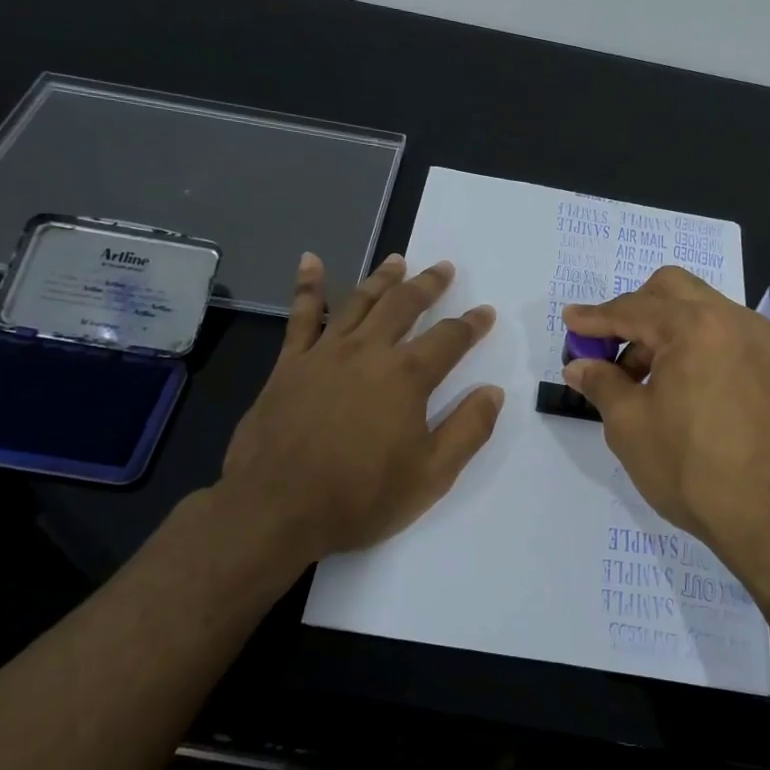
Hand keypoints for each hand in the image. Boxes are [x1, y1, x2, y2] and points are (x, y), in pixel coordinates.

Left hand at [212, 251, 502, 568]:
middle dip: (428, 284)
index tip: (485, 312)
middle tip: (443, 267)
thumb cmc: (360, 496)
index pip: (449, 338)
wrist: (276, 509)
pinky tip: (311, 261)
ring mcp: (325, 353)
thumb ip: (468, 430)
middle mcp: (369, 351)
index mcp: (407, 377)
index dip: (471, 324)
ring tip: (398, 260)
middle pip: (404, 305)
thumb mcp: (431, 475)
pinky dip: (307, 286)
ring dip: (382, 278)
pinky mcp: (290, 364)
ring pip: (359, 302)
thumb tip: (493, 391)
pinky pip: (300, 316)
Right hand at [562, 267, 769, 579]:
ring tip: (636, 377)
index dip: (594, 317)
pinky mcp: (768, 365)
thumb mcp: (629, 424)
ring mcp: (756, 341)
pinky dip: (689, 342)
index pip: (632, 308)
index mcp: (694, 326)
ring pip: (698, 309)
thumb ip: (601, 383)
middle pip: (670, 290)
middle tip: (607, 347)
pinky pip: (719, 333)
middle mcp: (730, 319)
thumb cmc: (690, 467)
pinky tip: (672, 382)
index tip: (569, 322)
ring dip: (661, 328)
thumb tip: (579, 365)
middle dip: (632, 310)